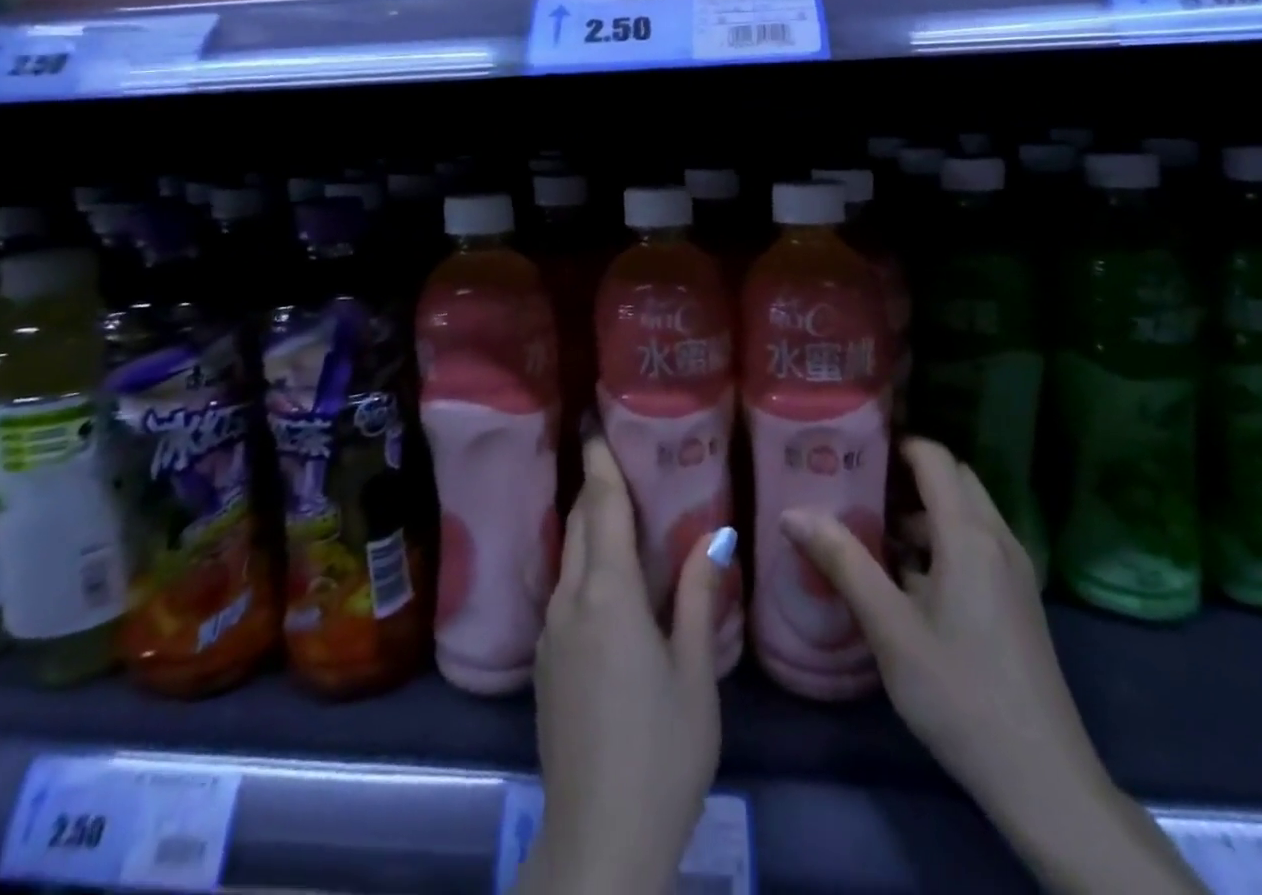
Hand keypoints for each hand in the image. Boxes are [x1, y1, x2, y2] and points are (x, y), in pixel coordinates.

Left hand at [514, 438, 730, 894]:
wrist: (598, 838)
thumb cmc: (662, 750)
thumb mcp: (694, 673)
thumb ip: (697, 596)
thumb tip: (716, 535)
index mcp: (608, 592)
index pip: (602, 506)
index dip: (600, 461)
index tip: (596, 423)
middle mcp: (570, 598)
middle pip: (580, 522)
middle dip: (594, 485)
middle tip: (616, 456)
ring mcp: (551, 630)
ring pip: (568, 555)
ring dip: (588, 524)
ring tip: (616, 507)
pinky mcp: (545, 660)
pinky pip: (563, 588)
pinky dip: (583, 562)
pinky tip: (604, 575)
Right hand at [782, 438, 1202, 894]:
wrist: (1043, 781)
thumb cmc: (960, 694)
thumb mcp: (890, 628)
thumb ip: (842, 562)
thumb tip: (791, 512)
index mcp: (969, 535)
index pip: (934, 458)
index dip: (895, 443)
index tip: (851, 448)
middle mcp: (998, 540)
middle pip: (953, 478)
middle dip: (906, 475)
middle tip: (854, 487)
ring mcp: (1014, 571)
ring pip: (966, 512)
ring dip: (922, 511)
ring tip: (869, 532)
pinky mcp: (1018, 600)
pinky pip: (976, 543)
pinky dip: (941, 540)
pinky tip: (906, 579)